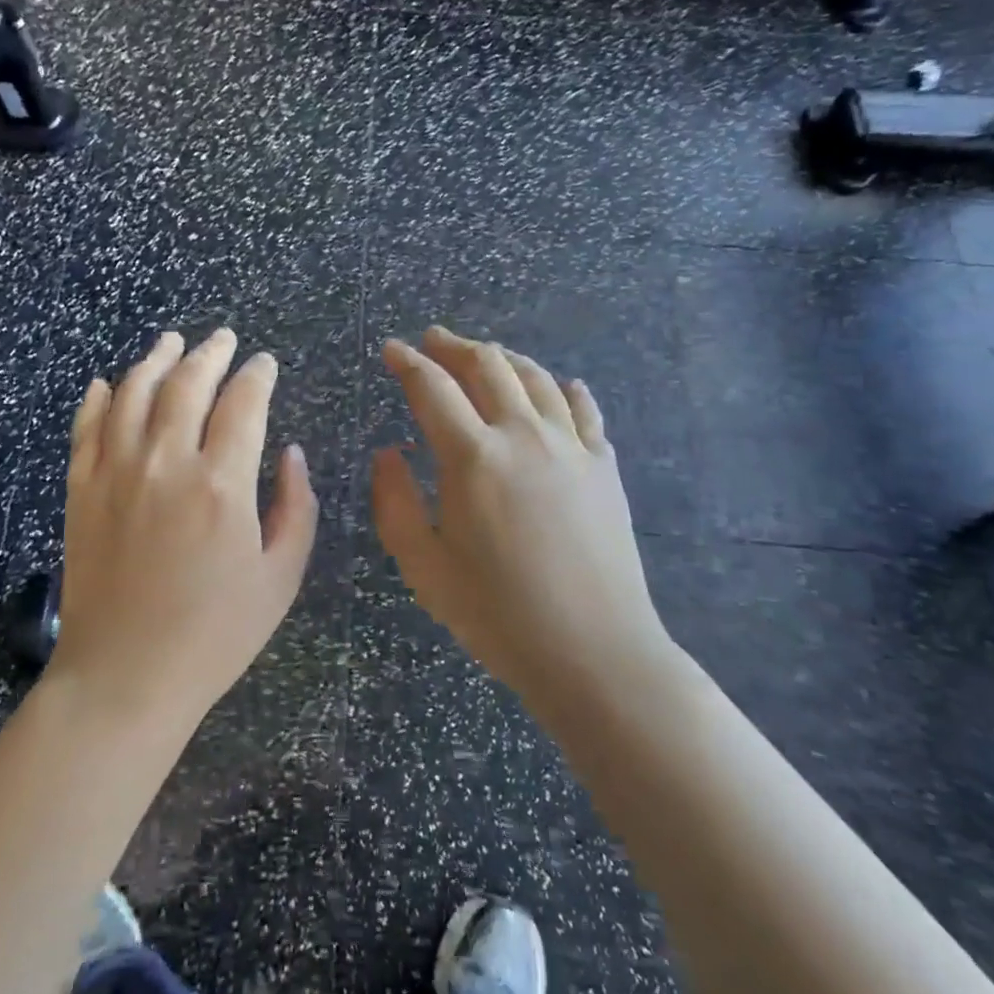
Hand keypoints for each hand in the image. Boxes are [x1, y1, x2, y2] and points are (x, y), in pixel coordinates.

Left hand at [51, 329, 319, 732]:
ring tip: (170, 341)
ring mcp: (116, 472)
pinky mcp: (81, 490)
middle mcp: (167, 462)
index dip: (258, 375)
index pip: (244, 403)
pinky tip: (107, 383)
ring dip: (155, 359)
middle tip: (223, 338)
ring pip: (134, 392)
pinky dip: (97, 398)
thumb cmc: (214, 635)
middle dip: (211, 353)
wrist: (124, 678)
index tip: (266, 364)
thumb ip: (295, 507)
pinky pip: (86, 427)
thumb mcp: (280, 578)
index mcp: (222, 483)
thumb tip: (291, 454)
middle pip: (188, 383)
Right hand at [371, 326, 674, 716]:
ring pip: (535, 377)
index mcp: (473, 457)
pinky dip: (563, 388)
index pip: (433, 387)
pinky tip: (558, 386)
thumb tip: (389, 452)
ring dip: (504, 358)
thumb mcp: (425, 567)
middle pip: (487, 365)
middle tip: (433, 340)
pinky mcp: (603, 466)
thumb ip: (396, 502)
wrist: (595, 652)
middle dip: (454, 345)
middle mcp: (523, 435)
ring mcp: (570, 446)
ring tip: (485, 356)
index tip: (392, 349)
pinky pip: (583, 409)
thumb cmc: (498, 614)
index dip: (408, 362)